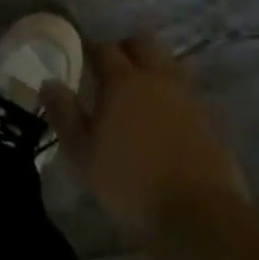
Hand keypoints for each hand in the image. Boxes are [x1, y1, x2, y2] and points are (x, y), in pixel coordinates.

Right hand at [41, 36, 249, 242]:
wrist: (199, 215)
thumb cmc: (130, 183)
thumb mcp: (83, 154)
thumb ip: (64, 114)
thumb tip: (48, 82)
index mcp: (123, 81)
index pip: (104, 49)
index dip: (92, 48)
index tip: (83, 54)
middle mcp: (157, 78)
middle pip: (143, 44)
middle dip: (127, 48)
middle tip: (113, 66)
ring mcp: (188, 97)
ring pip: (169, 64)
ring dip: (154, 67)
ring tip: (141, 90)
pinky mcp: (210, 119)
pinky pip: (187, 92)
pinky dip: (174, 94)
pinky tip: (167, 116)